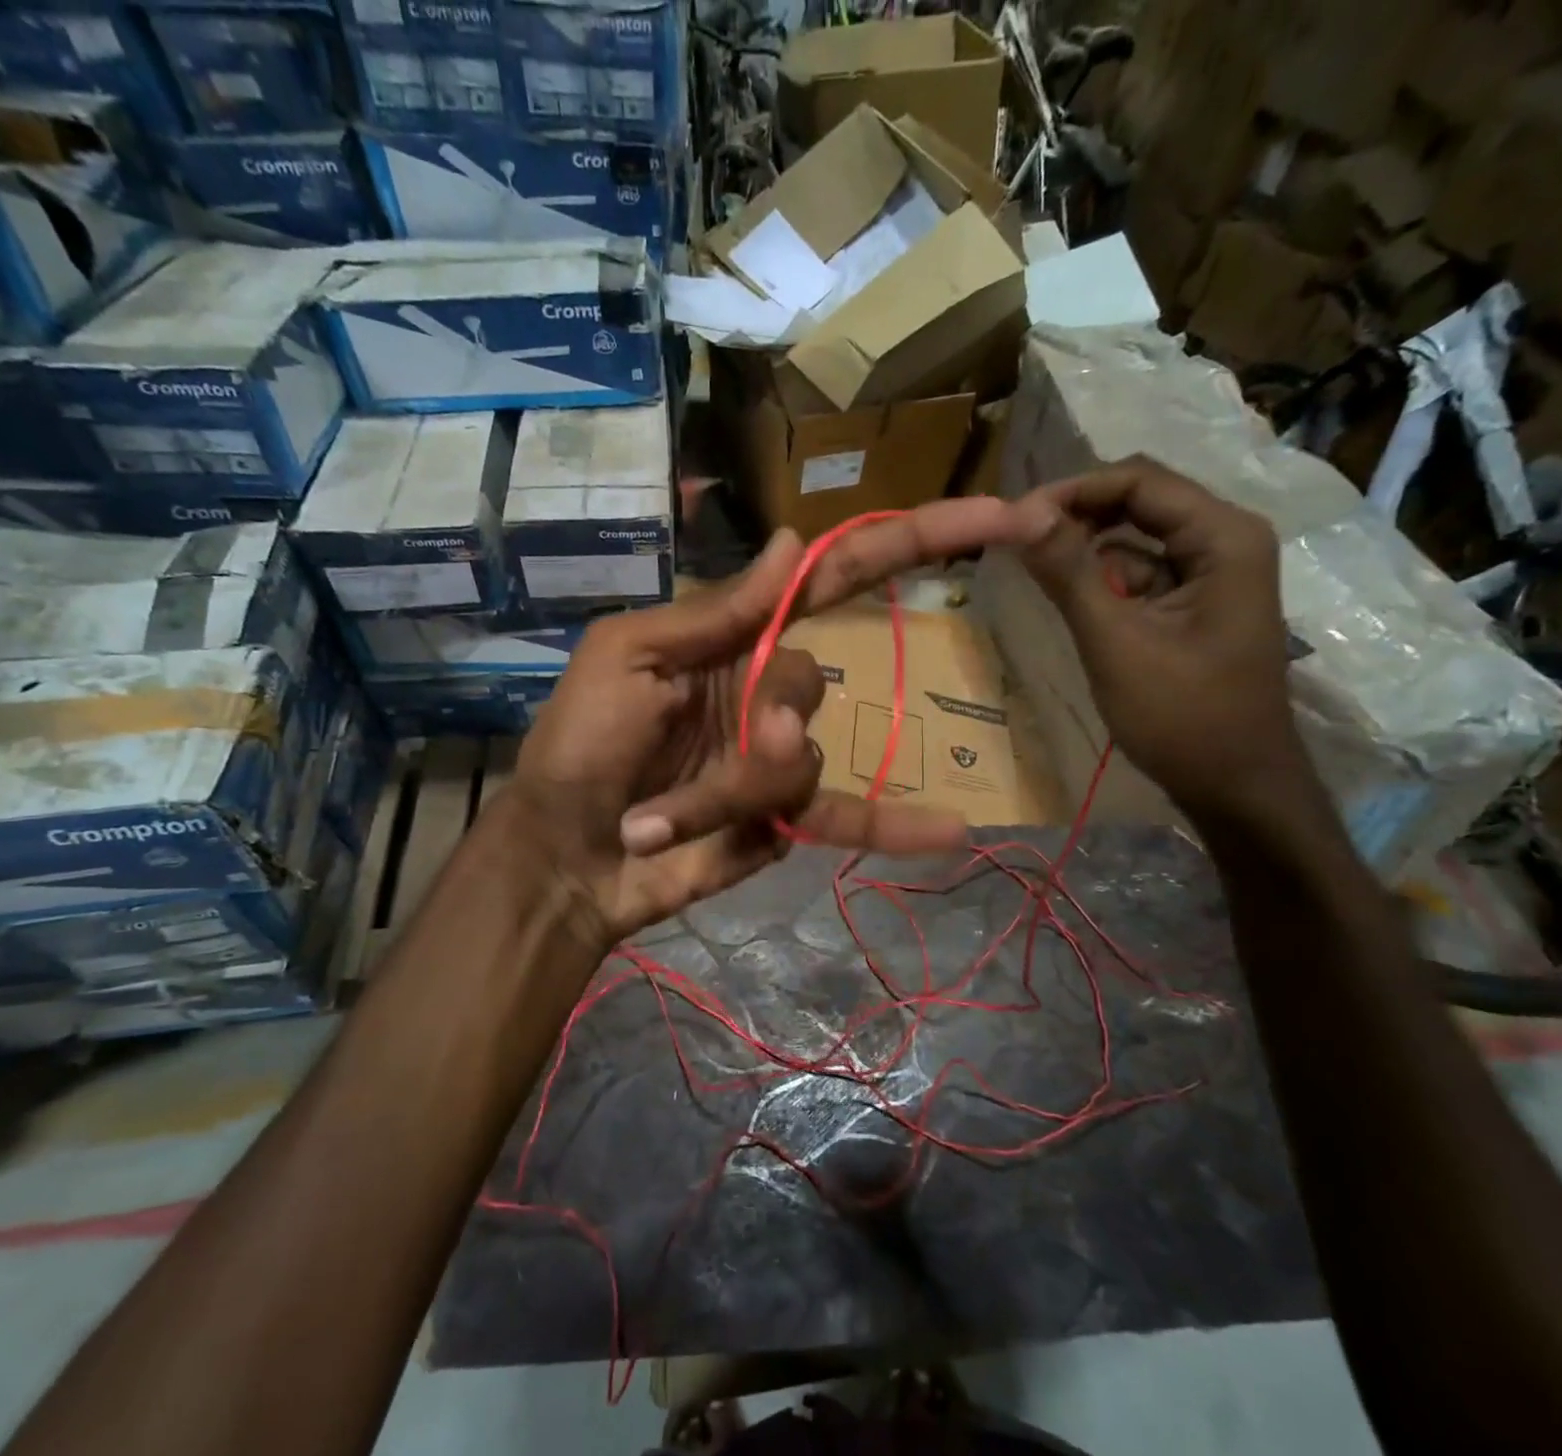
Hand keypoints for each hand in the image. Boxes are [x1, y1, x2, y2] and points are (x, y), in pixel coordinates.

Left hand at [499, 498, 1037, 947]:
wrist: (562, 854)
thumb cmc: (581, 742)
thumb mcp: (630, 657)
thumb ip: (716, 611)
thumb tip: (793, 541)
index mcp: (734, 637)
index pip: (837, 577)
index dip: (913, 543)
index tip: (1000, 517)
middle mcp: (767, 690)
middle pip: (809, 682)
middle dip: (752, 722)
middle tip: (681, 752)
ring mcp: (780, 759)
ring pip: (799, 761)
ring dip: (726, 792)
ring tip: (656, 821)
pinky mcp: (785, 821)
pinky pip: (844, 817)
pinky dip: (896, 827)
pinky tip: (955, 832)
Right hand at [1014, 457, 1308, 817]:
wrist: (1236, 786)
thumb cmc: (1182, 717)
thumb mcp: (1116, 642)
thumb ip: (1070, 573)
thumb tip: (1020, 513)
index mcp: (1223, 537)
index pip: (1138, 481)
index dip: (1071, 491)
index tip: (1012, 519)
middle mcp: (1225, 539)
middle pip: (1139, 500)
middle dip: (1076, 516)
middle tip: (1016, 540)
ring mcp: (1213, 572)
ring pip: (1136, 536)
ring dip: (1086, 548)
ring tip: (1031, 569)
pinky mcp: (1195, 602)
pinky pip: (1141, 571)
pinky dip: (1102, 579)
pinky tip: (1069, 599)